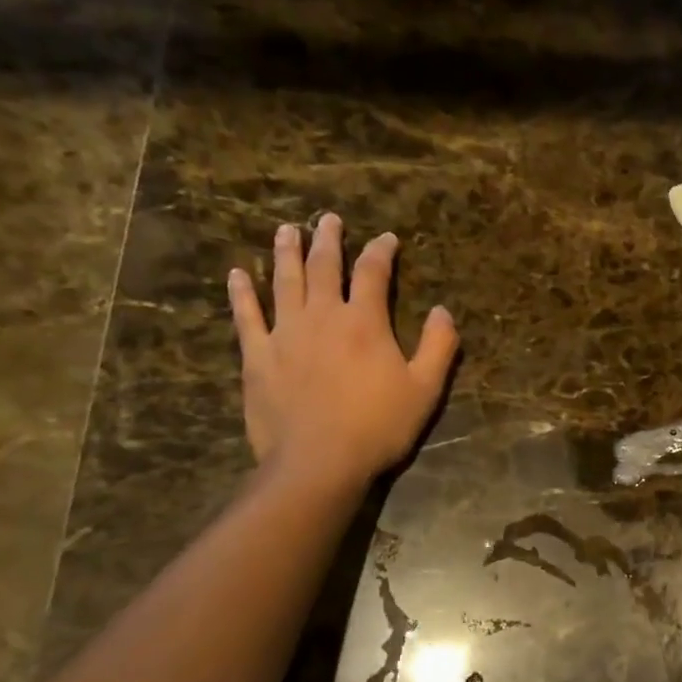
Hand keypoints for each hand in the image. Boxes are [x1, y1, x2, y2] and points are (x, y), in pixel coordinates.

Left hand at [228, 214, 458, 484]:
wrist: (319, 463)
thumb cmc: (378, 427)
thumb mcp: (425, 389)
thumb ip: (438, 346)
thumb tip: (443, 311)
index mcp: (365, 321)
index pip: (374, 272)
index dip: (381, 251)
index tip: (387, 239)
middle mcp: (323, 316)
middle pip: (324, 267)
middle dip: (329, 239)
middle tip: (328, 219)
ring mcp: (285, 333)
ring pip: (285, 281)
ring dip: (287, 253)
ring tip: (287, 230)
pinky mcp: (257, 356)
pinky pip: (246, 317)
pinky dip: (242, 294)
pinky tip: (237, 275)